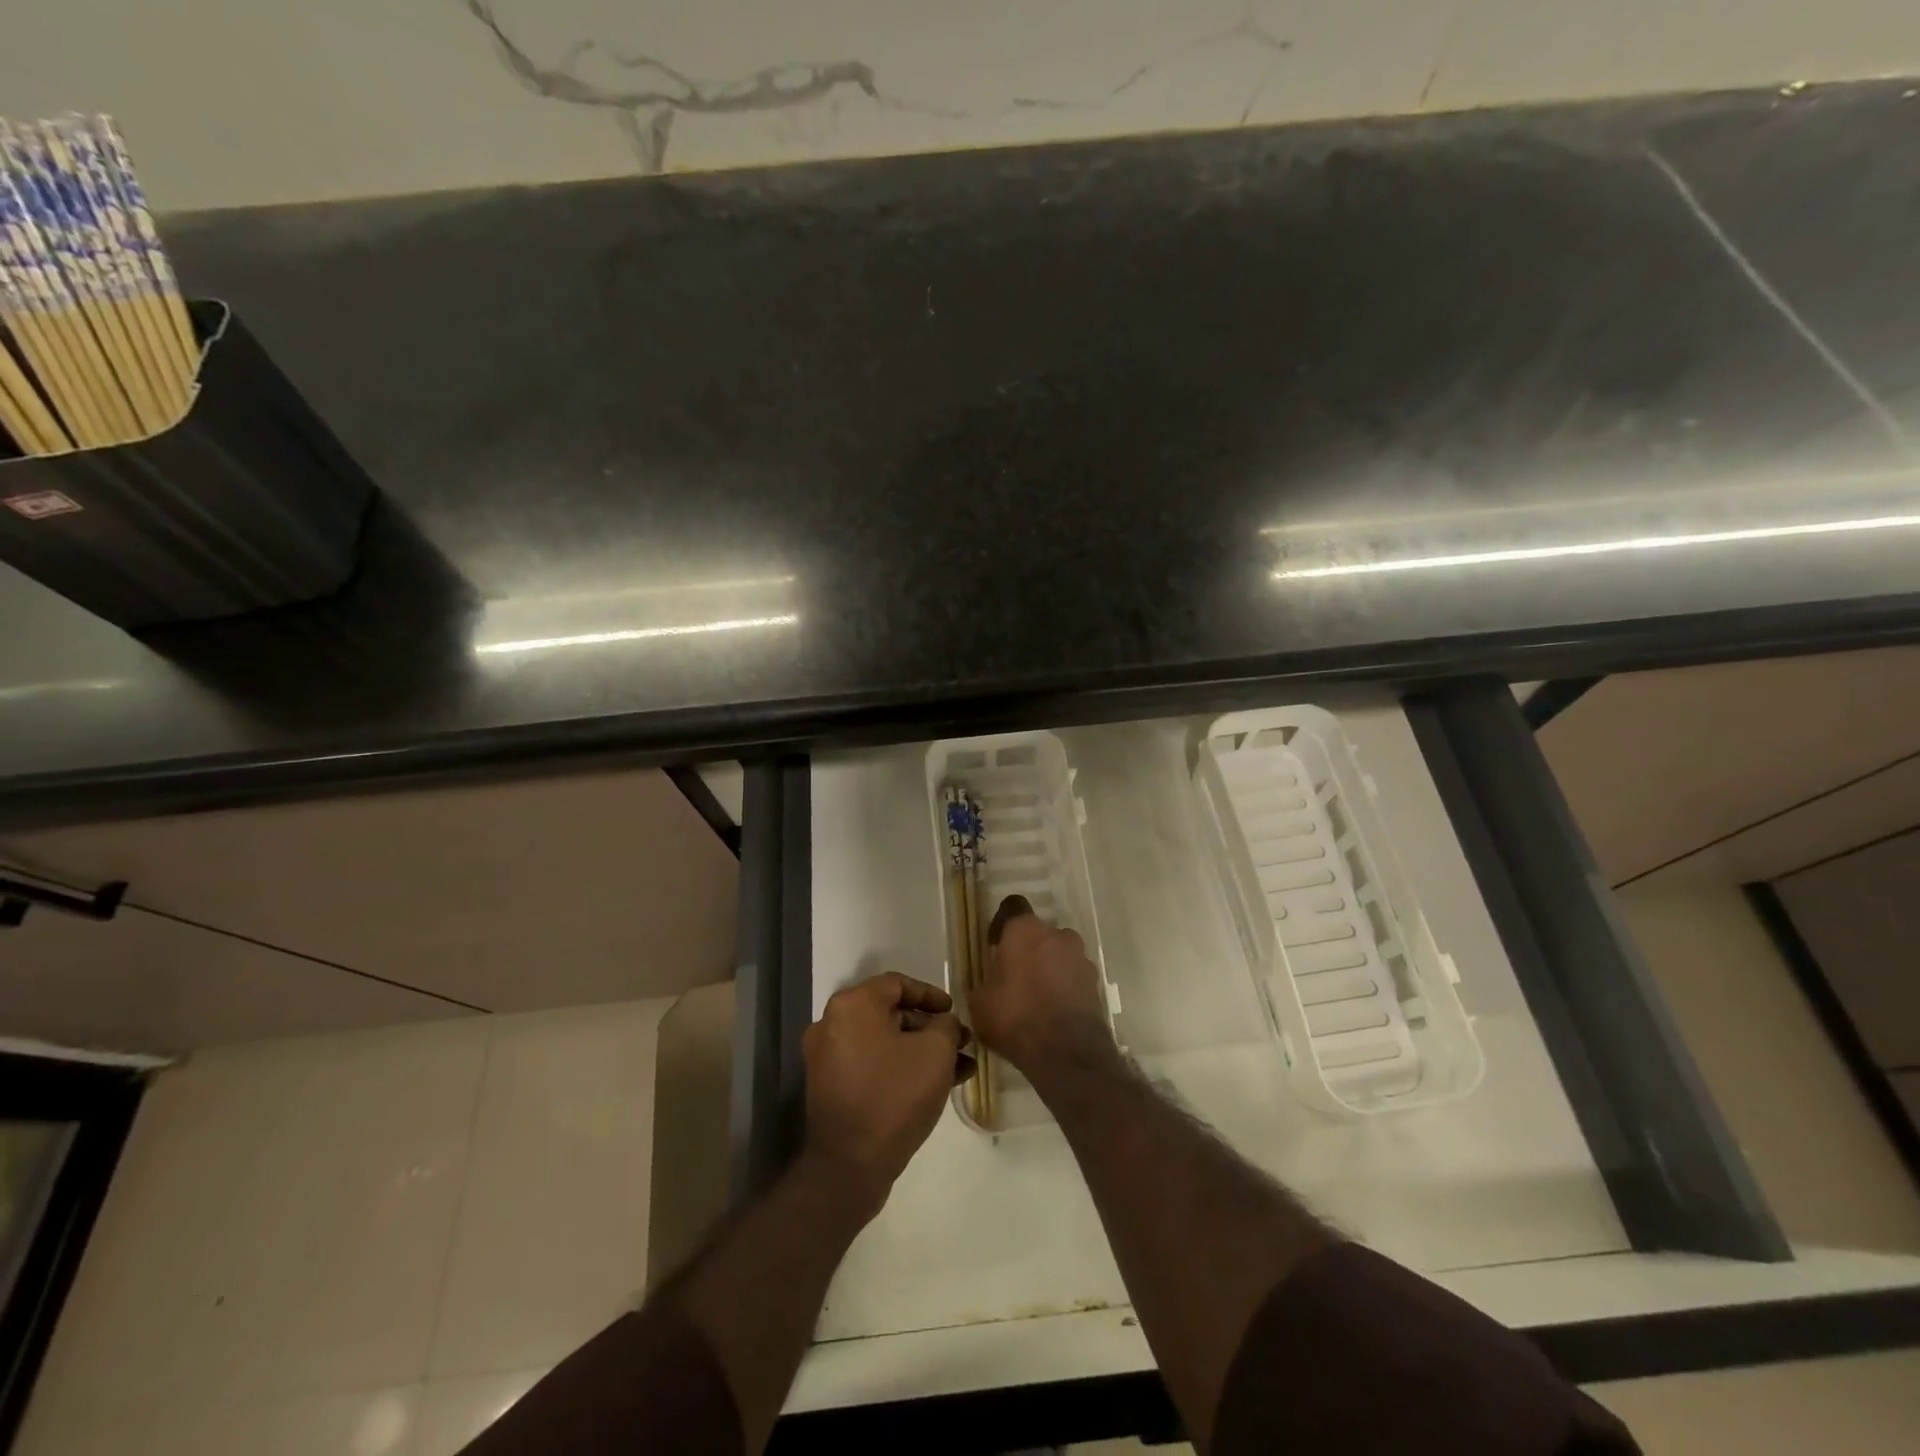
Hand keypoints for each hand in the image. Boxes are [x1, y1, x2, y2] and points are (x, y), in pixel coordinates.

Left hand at [802, 972, 967, 1208]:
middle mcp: (832, 1024)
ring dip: (920, 1051)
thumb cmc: (894, 1096)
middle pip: (890, 1013)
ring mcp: (828, 1058)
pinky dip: (900, 1068)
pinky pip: (872, 1065)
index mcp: (852, 1005)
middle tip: (960, 1042)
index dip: (931, 995)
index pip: (897, 984)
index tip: (954, 1011)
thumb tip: (945, 1023)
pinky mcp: (832, 1088)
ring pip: (884, 1043)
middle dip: (930, 1027)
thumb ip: (946, 1026)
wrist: (849, 1166)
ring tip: (959, 1068)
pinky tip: (936, 1086)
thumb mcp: (935, 1052)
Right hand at [973, 895, 1114, 1078]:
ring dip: (1049, 969)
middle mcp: (1058, 935)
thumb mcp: (980, 1001)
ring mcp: (1081, 959)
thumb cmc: (1015, 1017)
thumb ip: (987, 981)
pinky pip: (1073, 979)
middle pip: (1039, 934)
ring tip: (1036, 999)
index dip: (1002, 925)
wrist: (1067, 1054)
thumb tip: (992, 983)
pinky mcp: (1096, 985)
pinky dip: (1064, 989)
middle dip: (1028, 950)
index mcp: (1025, 930)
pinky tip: (1052, 1013)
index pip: (1012, 908)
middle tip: (1015, 977)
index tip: (995, 945)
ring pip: (1059, 955)